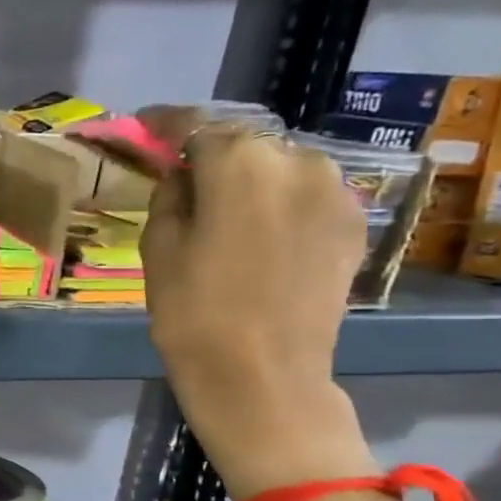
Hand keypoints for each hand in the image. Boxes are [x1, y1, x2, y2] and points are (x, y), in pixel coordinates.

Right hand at [139, 119, 377, 500]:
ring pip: (280, 165)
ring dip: (249, 176)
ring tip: (222, 207)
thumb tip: (184, 174)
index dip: (166, 122)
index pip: (196, 124)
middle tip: (182, 177)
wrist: (264, 377)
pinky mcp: (354, 223)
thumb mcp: (158, 250)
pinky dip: (279, 198)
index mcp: (241, 164)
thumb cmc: (193, 314)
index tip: (145, 124)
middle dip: (212, 153)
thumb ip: (171, 197)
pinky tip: (258, 228)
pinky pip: (307, 193)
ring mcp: (335, 192)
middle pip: (244, 142)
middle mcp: (298, 162)